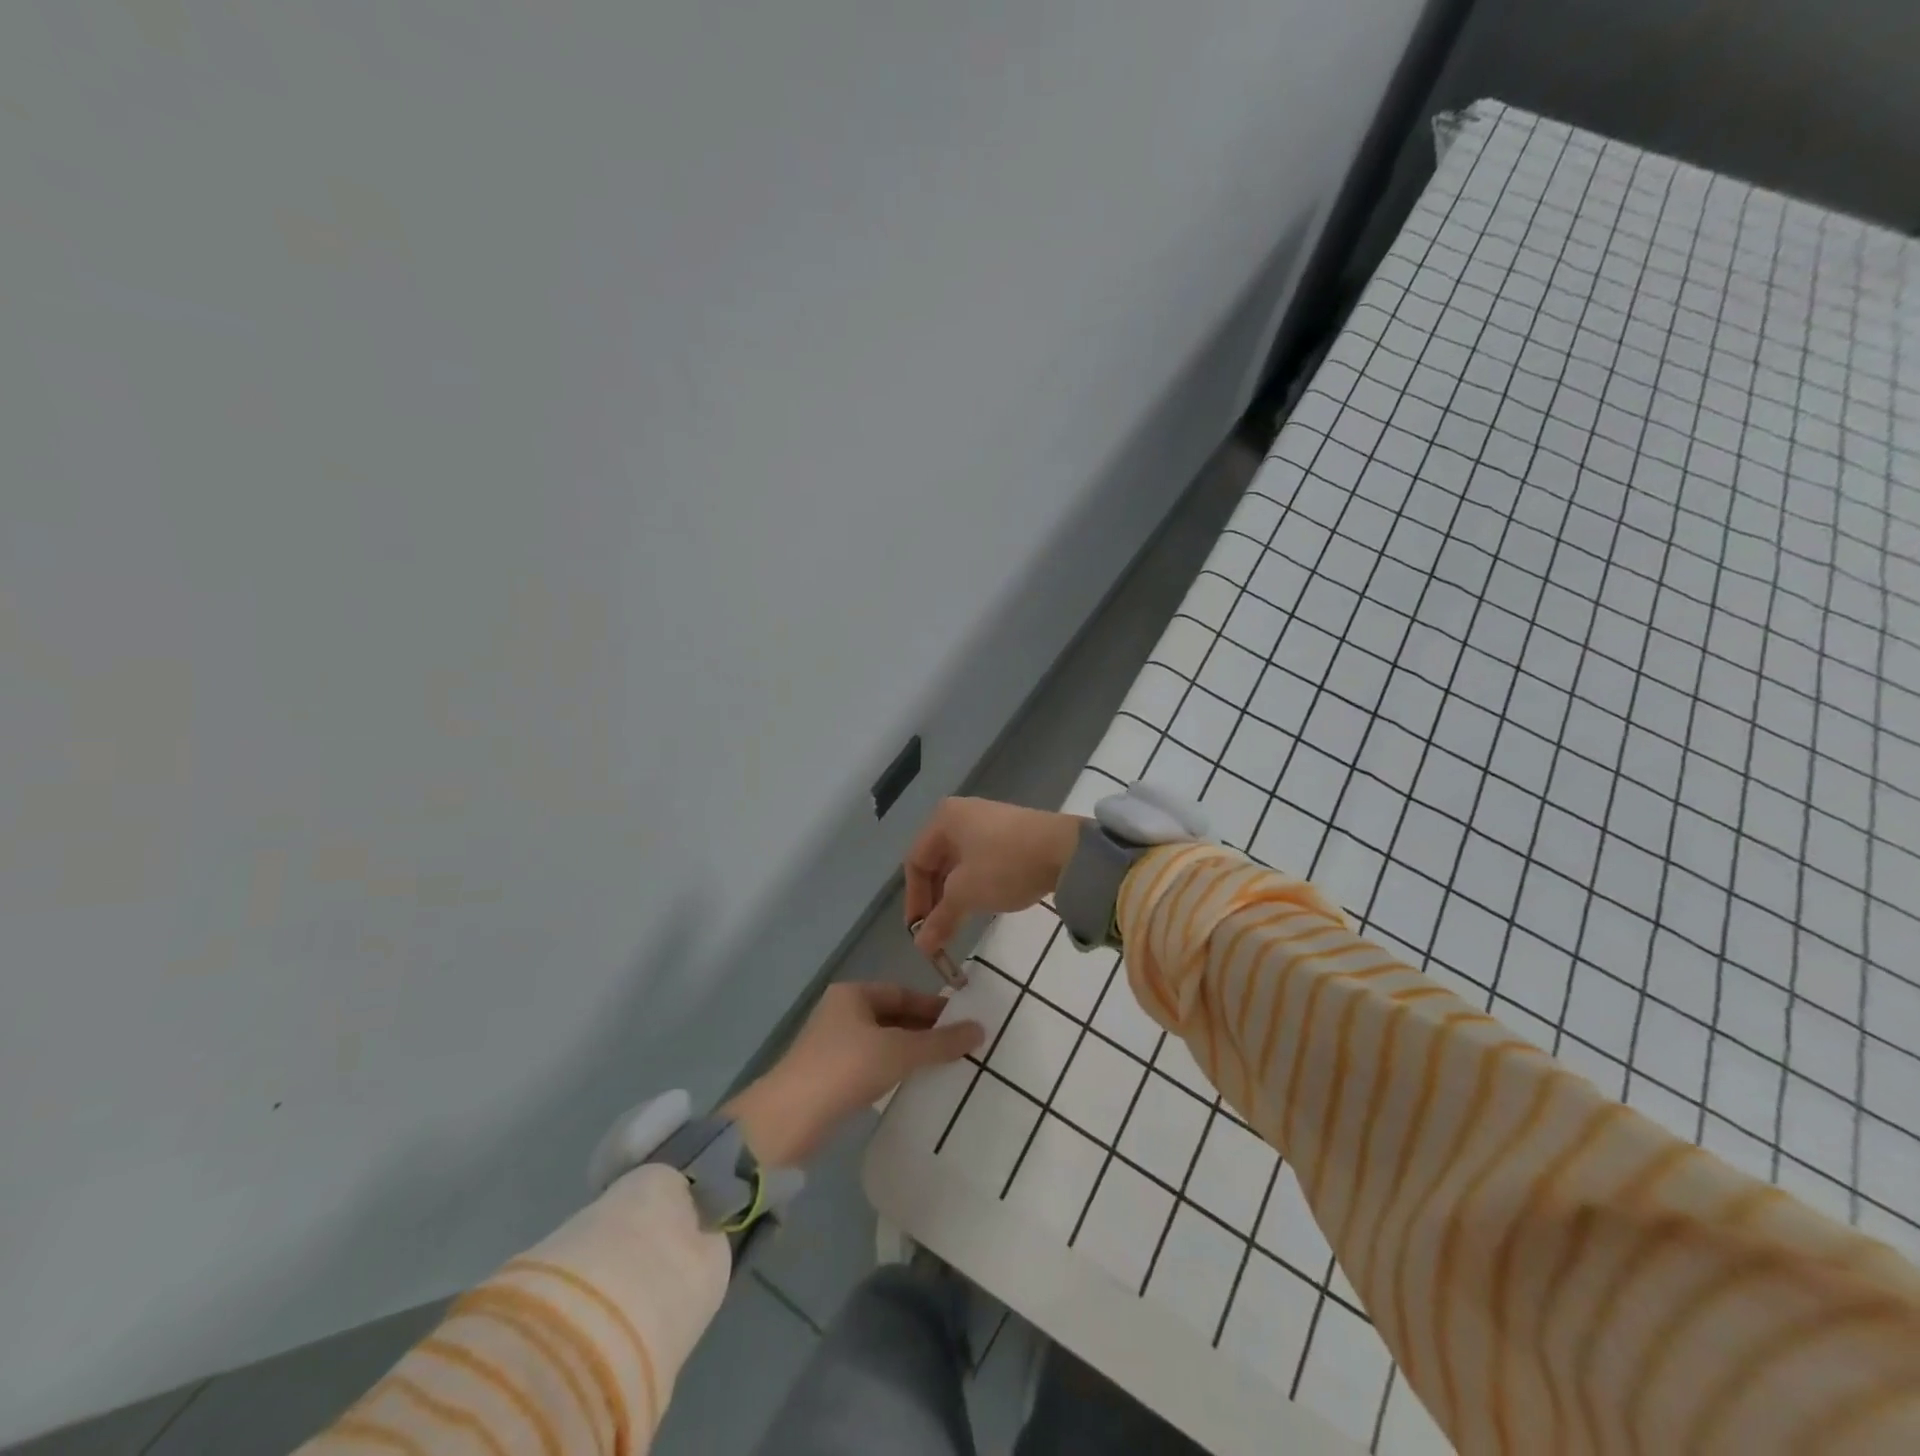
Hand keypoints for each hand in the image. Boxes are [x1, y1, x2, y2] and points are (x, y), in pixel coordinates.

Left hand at [723, 983, 982, 1167]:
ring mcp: (833, 1045)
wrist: (787, 1120)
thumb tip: (980, 1029)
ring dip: (910, 1052)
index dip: (934, 1006)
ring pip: (882, 1042)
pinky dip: (893, 1070)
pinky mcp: (829, 1076)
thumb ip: (940, 1042)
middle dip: (925, 1030)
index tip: (964, 1022)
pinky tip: (911, 1085)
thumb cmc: (846, 1068)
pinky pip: (871, 1064)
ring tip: (943, 1066)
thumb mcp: (899, 1051)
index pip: (903, 992)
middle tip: (960, 1047)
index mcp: (853, 994)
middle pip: (893, 1016)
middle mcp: (841, 1012)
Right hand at [904, 797, 1082, 954]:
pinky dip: (975, 883)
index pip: (915, 861)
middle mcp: (962, 814)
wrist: (1067, 850)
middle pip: (936, 861)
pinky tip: (983, 903)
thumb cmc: (1005, 865)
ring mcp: (989, 821)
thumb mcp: (966, 893)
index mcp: (944, 819)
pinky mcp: (1012, 833)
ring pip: (960, 863)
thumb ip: (940, 919)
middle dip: (934, 899)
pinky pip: (981, 860)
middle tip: (937, 931)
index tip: (919, 933)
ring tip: (958, 923)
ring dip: (955, 894)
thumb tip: (921, 946)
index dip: (913, 900)